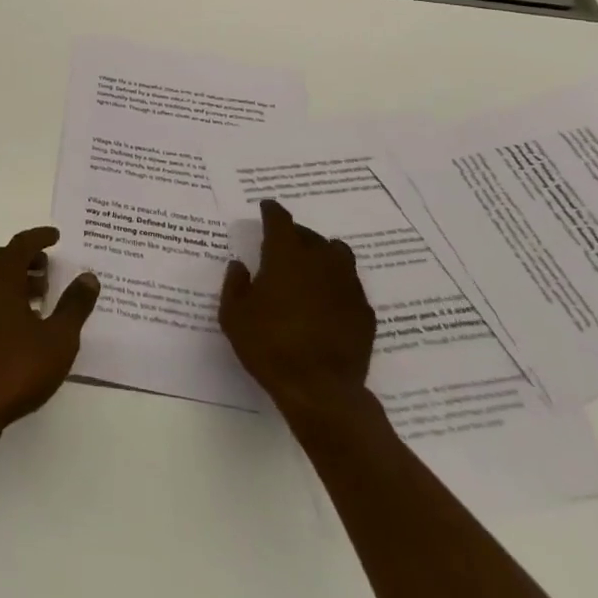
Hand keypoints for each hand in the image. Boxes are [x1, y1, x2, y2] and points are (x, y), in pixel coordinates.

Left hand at [0, 227, 98, 447]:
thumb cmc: (17, 368)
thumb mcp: (58, 338)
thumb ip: (74, 305)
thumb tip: (88, 277)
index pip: (20, 245)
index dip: (39, 237)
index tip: (56, 236)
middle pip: (2, 259)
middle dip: (26, 258)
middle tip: (49, 266)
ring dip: (16, 278)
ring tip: (42, 294)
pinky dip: (4, 297)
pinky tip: (23, 321)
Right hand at [220, 199, 375, 415]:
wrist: (320, 389)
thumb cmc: (269, 346)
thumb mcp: (234, 316)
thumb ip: (235, 285)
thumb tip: (240, 265)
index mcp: (286, 256)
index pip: (280, 221)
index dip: (272, 212)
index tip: (267, 207)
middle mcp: (320, 262)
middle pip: (310, 235)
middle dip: (296, 234)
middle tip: (284, 243)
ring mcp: (347, 286)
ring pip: (338, 254)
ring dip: (322, 253)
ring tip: (310, 266)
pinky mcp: (364, 311)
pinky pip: (350, 285)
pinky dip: (336, 283)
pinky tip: (327, 299)